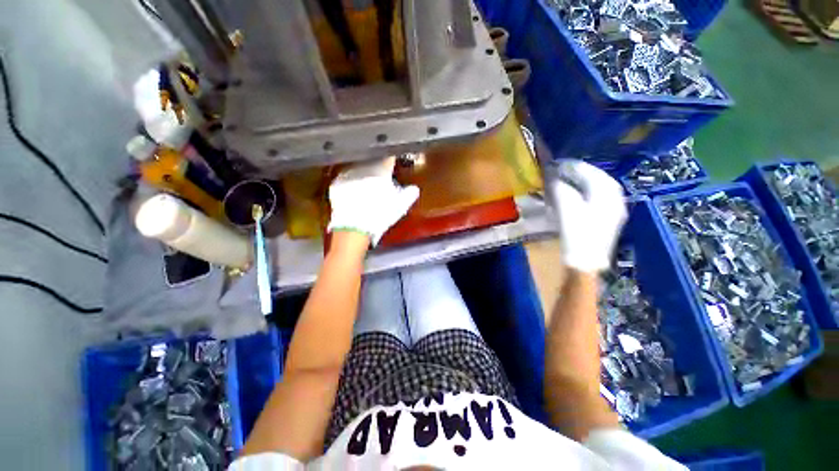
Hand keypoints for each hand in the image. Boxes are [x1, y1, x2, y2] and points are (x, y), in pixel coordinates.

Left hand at [328, 157, 418, 245]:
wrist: (354, 227)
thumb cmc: (381, 215)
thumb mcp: (401, 206)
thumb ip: (409, 194)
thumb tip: (414, 188)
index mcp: (381, 170)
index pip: (389, 158)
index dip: (392, 160)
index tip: (393, 163)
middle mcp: (363, 167)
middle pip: (373, 162)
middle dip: (377, 168)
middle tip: (380, 181)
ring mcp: (348, 174)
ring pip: (359, 169)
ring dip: (364, 175)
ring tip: (366, 189)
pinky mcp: (337, 183)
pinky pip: (346, 179)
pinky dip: (351, 184)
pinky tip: (354, 195)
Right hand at [545, 160, 626, 272]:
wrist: (585, 263)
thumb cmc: (576, 235)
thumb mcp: (566, 209)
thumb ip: (561, 190)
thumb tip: (553, 177)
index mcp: (607, 194)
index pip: (590, 172)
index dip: (572, 166)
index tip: (556, 163)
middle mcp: (614, 199)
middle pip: (597, 179)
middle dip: (578, 172)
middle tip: (560, 170)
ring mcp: (612, 211)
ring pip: (597, 189)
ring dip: (581, 183)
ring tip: (565, 180)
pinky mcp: (605, 221)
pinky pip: (595, 199)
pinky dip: (583, 194)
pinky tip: (573, 196)